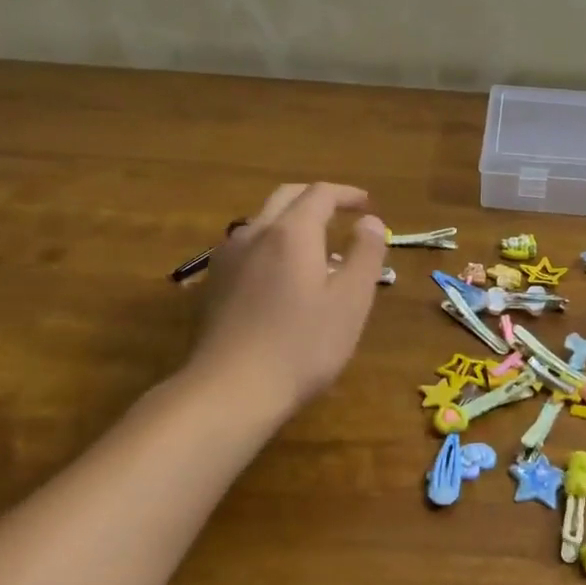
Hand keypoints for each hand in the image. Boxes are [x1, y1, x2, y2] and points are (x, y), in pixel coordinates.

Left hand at [182, 183, 386, 422]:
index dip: (347, 194)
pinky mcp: (215, 283)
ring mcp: (228, 258)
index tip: (368, 205)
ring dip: (293, 221)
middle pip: (287, 198)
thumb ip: (365, 254)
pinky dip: (273, 243)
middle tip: (343, 214)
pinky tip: (283, 275)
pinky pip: (249, 246)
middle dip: (317, 199)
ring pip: (264, 221)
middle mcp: (256, 233)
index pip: (321, 194)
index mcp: (292, 232)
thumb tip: (370, 222)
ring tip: (317, 248)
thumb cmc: (302, 345)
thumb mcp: (351, 301)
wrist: (231, 390)